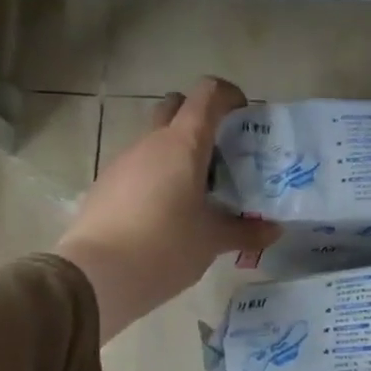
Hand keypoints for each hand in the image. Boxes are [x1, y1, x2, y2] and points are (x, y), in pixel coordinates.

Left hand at [54, 77, 277, 342]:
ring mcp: (124, 161)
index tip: (245, 116)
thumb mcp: (213, 241)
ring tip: (201, 191)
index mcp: (183, 144)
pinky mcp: (107, 184)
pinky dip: (159, 176)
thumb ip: (246, 232)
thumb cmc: (165, 247)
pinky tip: (170, 212)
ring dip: (179, 152)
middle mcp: (151, 143)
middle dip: (200, 118)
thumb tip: (274, 230)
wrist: (96, 276)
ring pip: (157, 139)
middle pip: (176, 107)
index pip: (207, 94)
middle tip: (223, 152)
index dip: (228, 95)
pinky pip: (140, 167)